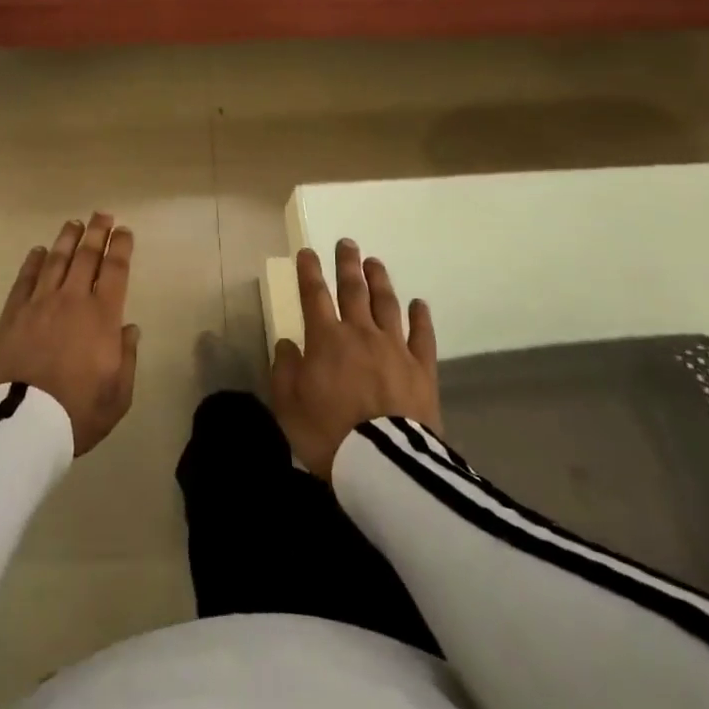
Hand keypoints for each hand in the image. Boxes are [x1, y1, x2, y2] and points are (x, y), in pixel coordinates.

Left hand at [0, 213, 140, 455]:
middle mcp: (73, 300)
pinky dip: (33, 262)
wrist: (23, 423)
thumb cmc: (77, 411)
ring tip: (74, 223)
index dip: (121, 247)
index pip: (116, 270)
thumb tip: (129, 328)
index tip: (124, 231)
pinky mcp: (13, 314)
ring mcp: (40, 303)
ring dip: (67, 239)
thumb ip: (127, 357)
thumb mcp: (118, 395)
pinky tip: (39, 251)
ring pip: (56, 261)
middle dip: (96, 232)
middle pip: (86, 256)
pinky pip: (25, 279)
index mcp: (103, 316)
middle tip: (102, 214)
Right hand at [272, 240, 440, 479]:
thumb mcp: (288, 404)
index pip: (314, 295)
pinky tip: (420, 304)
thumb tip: (287, 343)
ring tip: (375, 262)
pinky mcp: (422, 369)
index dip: (309, 272)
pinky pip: (423, 336)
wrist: (385, 465)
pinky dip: (420, 317)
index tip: (307, 251)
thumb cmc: (328, 434)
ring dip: (380, 280)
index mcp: (326, 339)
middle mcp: (361, 333)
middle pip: (353, 290)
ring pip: (387, 304)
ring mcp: (395, 349)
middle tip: (347, 243)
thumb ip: (285, 369)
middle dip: (348, 265)